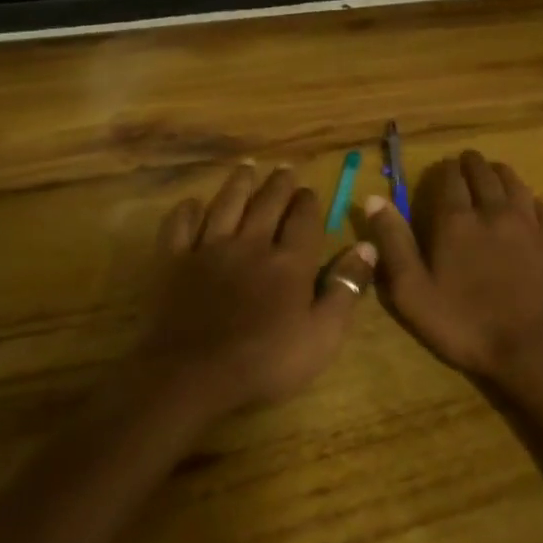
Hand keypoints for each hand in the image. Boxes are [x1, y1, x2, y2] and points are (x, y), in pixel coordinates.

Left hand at [135, 164, 373, 421]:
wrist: (192, 375)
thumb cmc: (265, 363)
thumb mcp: (322, 336)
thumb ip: (346, 288)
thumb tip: (368, 246)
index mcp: (288, 261)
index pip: (303, 219)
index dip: (308, 202)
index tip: (309, 190)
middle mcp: (251, 243)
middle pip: (266, 204)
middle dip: (278, 184)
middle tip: (284, 168)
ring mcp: (209, 249)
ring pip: (226, 204)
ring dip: (238, 184)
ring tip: (247, 167)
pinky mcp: (174, 262)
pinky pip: (179, 227)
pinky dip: (187, 212)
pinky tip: (193, 204)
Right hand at [361, 151, 542, 385]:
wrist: (538, 351)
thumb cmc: (467, 325)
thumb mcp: (413, 292)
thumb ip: (393, 243)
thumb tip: (374, 199)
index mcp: (456, 221)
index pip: (449, 179)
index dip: (444, 169)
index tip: (442, 166)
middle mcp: (493, 212)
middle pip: (483, 174)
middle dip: (471, 164)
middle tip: (466, 162)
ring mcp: (528, 224)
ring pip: (514, 183)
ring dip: (500, 173)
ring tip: (494, 172)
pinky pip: (542, 206)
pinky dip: (530, 199)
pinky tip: (529, 204)